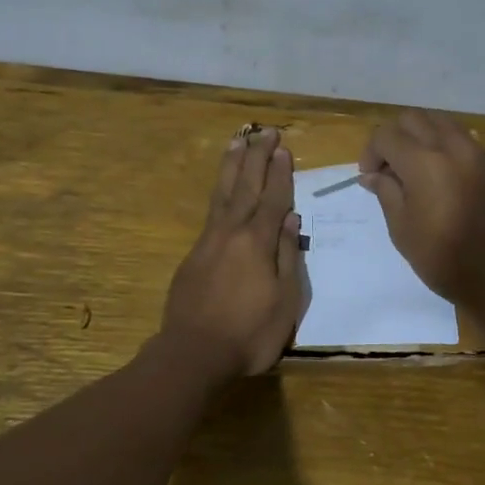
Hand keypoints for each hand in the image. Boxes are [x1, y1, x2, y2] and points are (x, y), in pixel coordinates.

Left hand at [161, 128, 305, 378]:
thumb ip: (288, 257)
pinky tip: (223, 188)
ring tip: (238, 141)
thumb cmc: (249, 333)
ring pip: (223, 193)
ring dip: (233, 166)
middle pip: (247, 186)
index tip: (284, 149)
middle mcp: (232, 232)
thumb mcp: (284, 301)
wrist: (193, 353)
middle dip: (257, 157)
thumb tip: (292, 220)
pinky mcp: (193, 255)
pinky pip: (210, 211)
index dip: (280, 173)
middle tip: (265, 132)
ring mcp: (209, 241)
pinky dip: (220, 191)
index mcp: (258, 242)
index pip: (273, 199)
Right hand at [359, 110, 484, 308]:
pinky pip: (464, 139)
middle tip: (389, 168)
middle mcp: (453, 147)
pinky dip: (444, 146)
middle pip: (414, 119)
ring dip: (421, 136)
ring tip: (415, 169)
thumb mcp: (403, 230)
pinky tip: (442, 178)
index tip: (370, 178)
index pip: (387, 135)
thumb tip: (373, 175)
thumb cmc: (446, 260)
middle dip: (394, 137)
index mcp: (424, 163)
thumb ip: (386, 193)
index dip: (371, 152)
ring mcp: (479, 153)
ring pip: (442, 122)